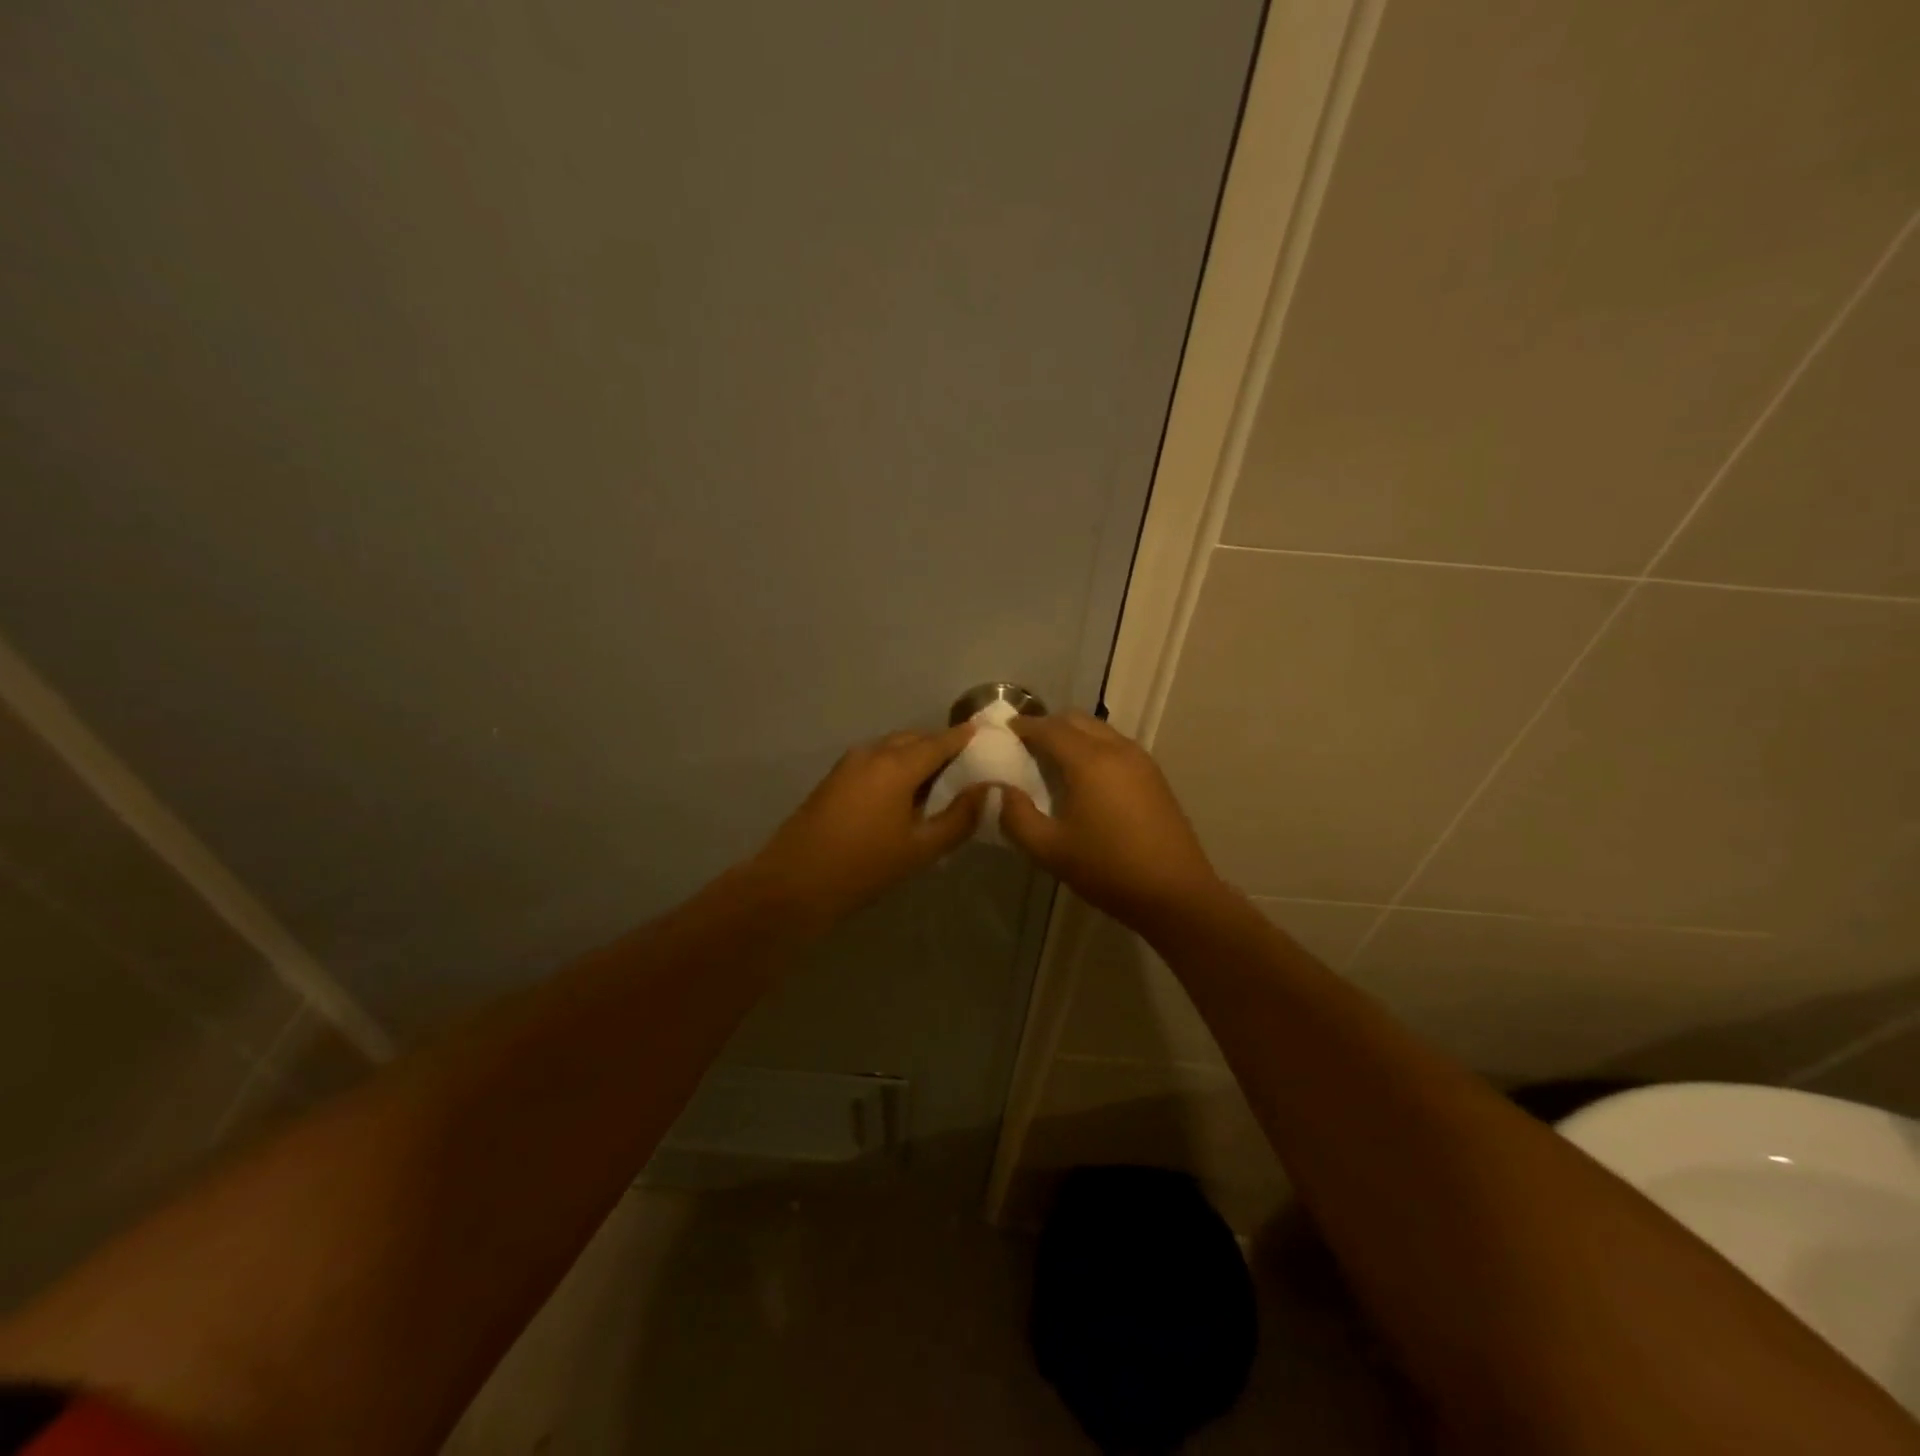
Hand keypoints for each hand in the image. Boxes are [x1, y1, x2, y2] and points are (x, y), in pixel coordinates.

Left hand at [749, 724, 989, 931]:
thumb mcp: (920, 849)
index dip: (965, 737)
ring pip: (892, 747)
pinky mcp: (834, 778)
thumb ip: (959, 818)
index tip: (987, 736)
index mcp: (897, 765)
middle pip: (915, 739)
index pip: (940, 741)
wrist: (794, 883)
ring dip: (916, 756)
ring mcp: (849, 763)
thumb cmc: (864, 866)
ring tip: (938, 782)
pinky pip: (875, 759)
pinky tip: (904, 793)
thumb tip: (988, 791)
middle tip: (966, 766)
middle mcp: (873, 753)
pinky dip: (896, 765)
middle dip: (941, 746)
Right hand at [999, 711, 1222, 927]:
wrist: (1175, 893)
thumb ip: (1017, 818)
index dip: (1024, 725)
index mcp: (1088, 761)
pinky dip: (1094, 747)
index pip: (1049, 728)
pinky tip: (1086, 777)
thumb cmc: (1108, 869)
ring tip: (1054, 760)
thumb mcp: (1050, 850)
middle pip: (1076, 720)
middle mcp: (1116, 749)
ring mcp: (1141, 760)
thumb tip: (1002, 792)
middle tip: (1026, 744)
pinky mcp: (1154, 776)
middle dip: (1048, 725)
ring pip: (1099, 730)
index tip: (1005, 729)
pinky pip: (1116, 746)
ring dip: (1073, 735)